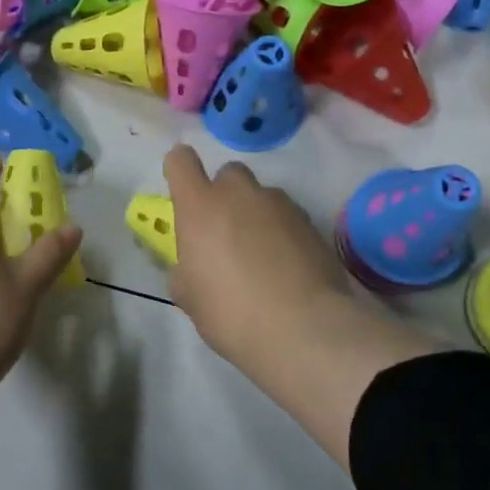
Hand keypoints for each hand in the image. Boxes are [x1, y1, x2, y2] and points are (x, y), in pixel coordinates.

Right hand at [163, 145, 353, 374]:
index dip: (179, 171)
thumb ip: (185, 270)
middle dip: (224, 194)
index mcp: (199, 206)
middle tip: (225, 233)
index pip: (180, 161)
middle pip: (228, 173)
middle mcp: (238, 194)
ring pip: (261, 195)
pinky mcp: (310, 221)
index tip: (183, 193)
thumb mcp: (189, 297)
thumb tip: (191, 266)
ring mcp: (279, 204)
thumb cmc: (230, 312)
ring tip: (261, 255)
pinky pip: (288, 216)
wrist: (303, 327)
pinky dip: (283, 232)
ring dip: (256, 214)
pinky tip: (287, 265)